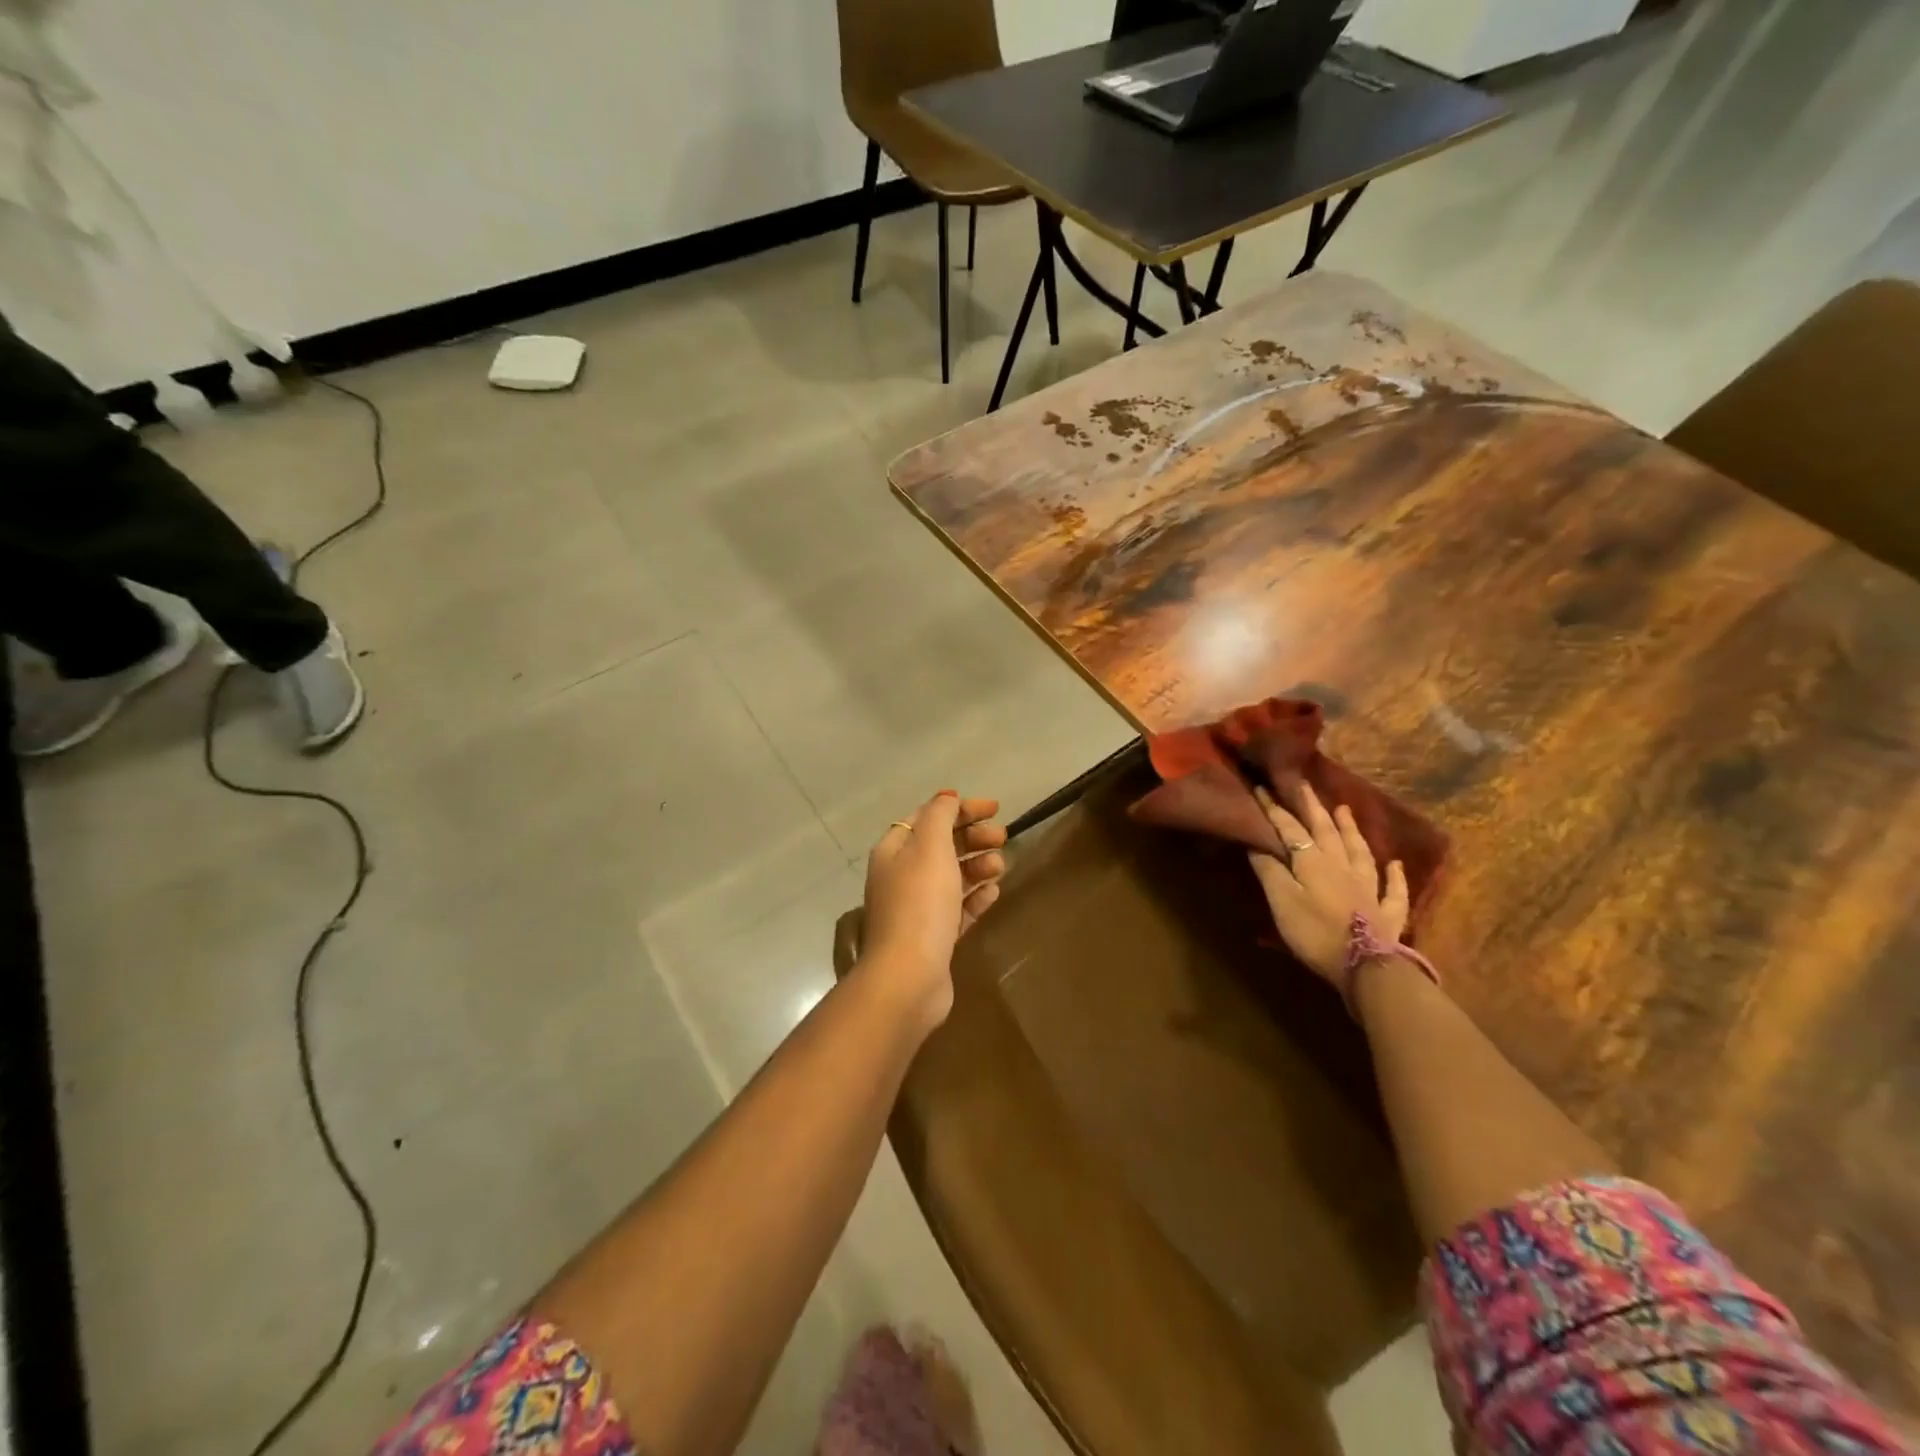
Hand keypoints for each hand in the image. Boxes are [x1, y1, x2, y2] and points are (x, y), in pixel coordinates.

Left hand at [861, 792, 1006, 1029]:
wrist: (909, 977)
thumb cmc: (920, 903)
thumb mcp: (930, 846)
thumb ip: (940, 816)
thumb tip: (946, 798)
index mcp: (894, 851)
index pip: (927, 817)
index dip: (959, 808)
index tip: (995, 808)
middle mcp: (900, 876)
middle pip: (940, 845)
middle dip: (972, 837)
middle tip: (1002, 837)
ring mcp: (916, 909)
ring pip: (951, 877)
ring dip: (977, 865)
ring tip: (1000, 866)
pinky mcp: (932, 937)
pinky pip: (957, 908)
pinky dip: (975, 896)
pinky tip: (993, 893)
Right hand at [1248, 781, 1406, 982]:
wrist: (1365, 968)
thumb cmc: (1315, 932)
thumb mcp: (1282, 901)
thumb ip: (1270, 871)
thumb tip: (1257, 842)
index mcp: (1314, 863)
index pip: (1291, 830)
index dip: (1275, 809)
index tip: (1263, 788)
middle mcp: (1343, 867)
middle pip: (1327, 832)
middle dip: (1313, 807)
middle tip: (1305, 785)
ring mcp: (1369, 888)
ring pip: (1360, 851)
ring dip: (1351, 829)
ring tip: (1344, 810)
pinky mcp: (1388, 912)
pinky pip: (1393, 889)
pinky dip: (1395, 875)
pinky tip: (1395, 864)